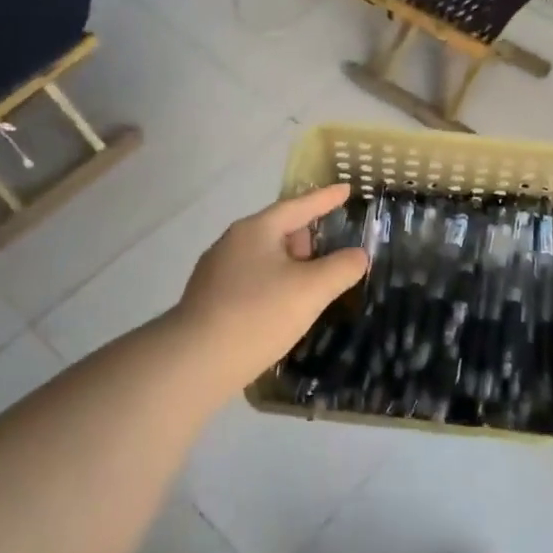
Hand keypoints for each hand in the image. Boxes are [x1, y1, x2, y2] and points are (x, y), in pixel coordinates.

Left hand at [172, 184, 368, 399]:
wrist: (194, 362)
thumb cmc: (258, 314)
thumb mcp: (312, 290)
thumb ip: (342, 268)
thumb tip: (358, 255)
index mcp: (256, 230)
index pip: (299, 206)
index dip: (326, 198)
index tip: (346, 189)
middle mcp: (232, 243)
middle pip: (279, 230)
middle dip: (307, 239)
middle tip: (331, 257)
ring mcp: (216, 272)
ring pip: (264, 258)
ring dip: (290, 266)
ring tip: (309, 288)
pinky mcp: (209, 299)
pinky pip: (251, 280)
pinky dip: (273, 285)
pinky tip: (280, 310)